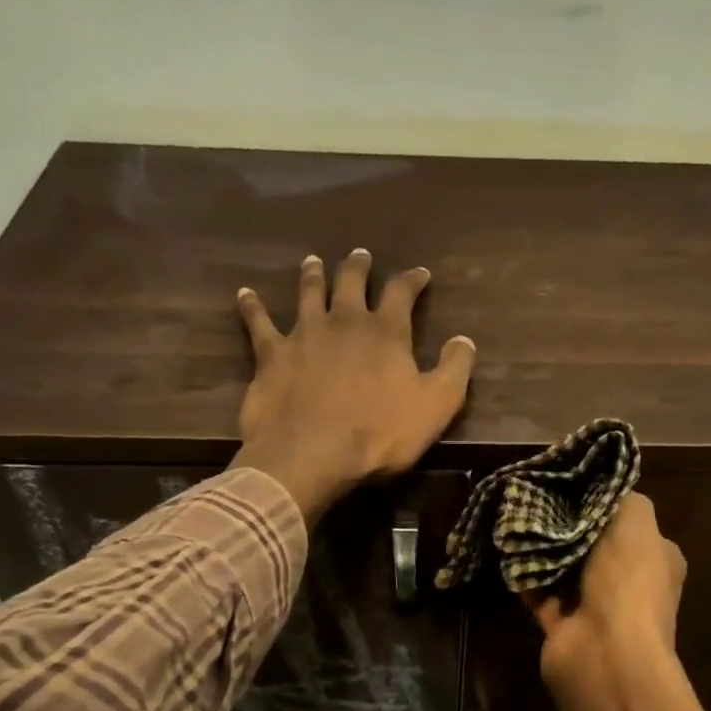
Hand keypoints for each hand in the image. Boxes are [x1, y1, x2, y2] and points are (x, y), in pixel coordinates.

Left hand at [231, 250, 476, 524]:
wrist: (312, 455)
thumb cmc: (380, 434)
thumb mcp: (436, 406)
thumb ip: (454, 369)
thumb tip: (465, 340)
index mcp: (385, 332)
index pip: (401, 293)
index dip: (412, 280)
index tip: (420, 274)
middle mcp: (344, 321)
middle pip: (351, 282)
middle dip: (358, 267)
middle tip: (360, 256)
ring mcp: (303, 334)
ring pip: (308, 293)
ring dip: (312, 275)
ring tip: (313, 262)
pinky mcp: (271, 355)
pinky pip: (259, 323)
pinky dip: (253, 307)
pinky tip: (245, 294)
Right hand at [528, 492, 686, 695]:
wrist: (606, 653)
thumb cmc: (627, 580)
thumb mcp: (636, 519)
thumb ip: (621, 497)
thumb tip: (600, 490)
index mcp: (656, 559)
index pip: (630, 524)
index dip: (603, 504)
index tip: (570, 484)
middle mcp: (629, 584)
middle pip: (594, 546)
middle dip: (567, 527)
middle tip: (538, 500)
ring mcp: (597, 610)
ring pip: (565, 571)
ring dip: (543, 552)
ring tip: (517, 521)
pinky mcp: (564, 628)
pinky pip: (541, 595)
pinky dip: (526, 578)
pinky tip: (508, 553)